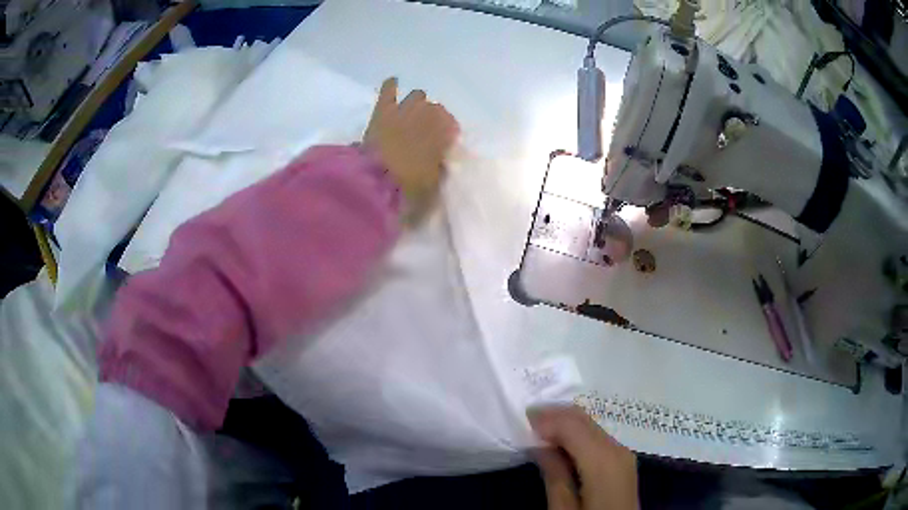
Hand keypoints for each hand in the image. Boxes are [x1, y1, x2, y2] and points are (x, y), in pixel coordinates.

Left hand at [363, 77, 458, 207]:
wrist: (377, 179)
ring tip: (411, 113)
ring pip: (417, 96)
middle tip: (424, 132)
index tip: (442, 145)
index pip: (452, 126)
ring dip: (416, 104)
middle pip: (436, 110)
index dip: (446, 135)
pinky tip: (393, 82)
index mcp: (445, 132)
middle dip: (432, 119)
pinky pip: (389, 90)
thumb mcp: (433, 184)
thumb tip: (439, 163)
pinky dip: (391, 85)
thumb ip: (439, 170)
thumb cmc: (410, 185)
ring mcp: (406, 108)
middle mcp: (429, 115)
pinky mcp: (384, 109)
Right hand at [528, 405, 638, 509]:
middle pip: (584, 419)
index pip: (573, 425)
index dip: (547, 418)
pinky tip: (561, 443)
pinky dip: (577, 434)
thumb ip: (554, 474)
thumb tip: (539, 444)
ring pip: (591, 424)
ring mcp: (624, 453)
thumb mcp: (564, 509)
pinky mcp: (623, 460)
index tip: (522, 419)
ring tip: (539, 431)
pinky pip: (598, 436)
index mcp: (603, 461)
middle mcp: (618, 449)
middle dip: (555, 416)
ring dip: (565, 424)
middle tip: (527, 421)